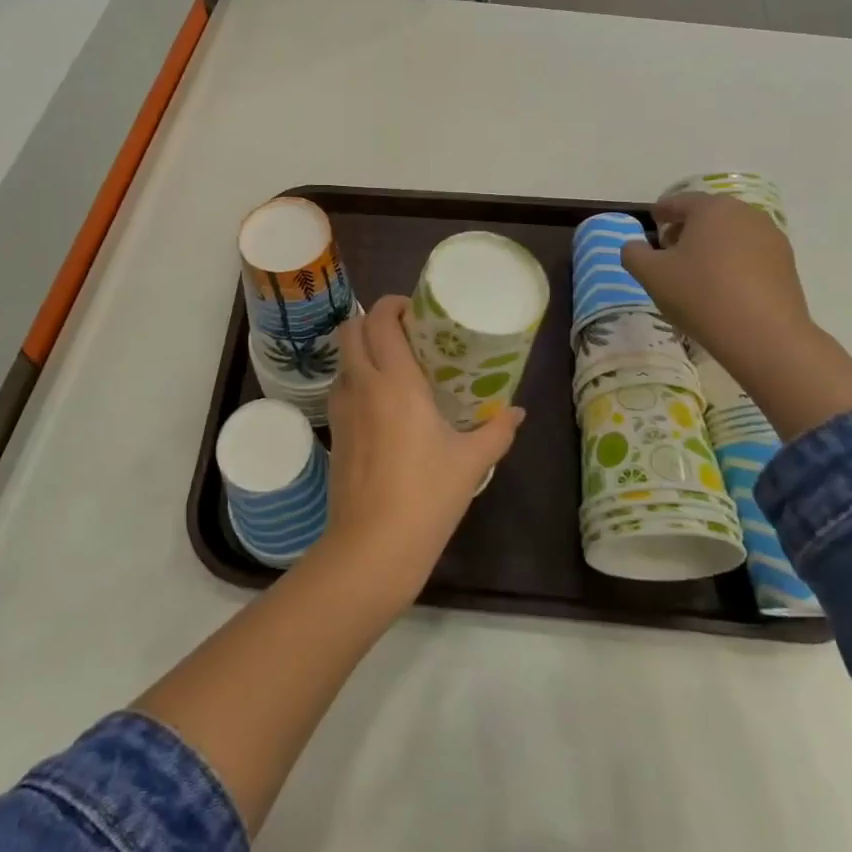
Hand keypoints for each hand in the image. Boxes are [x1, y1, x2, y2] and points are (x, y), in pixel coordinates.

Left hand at [320, 294, 524, 606]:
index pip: (380, 319)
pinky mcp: (333, 431)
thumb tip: (518, 412)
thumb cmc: (426, 496)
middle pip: (351, 329)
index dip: (394, 305)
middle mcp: (362, 384)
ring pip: (342, 358)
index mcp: (395, 380)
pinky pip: (340, 387)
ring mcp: (341, 408)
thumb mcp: (470, 462)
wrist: (372, 546)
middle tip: (404, 332)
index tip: (416, 311)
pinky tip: (381, 402)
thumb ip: (496, 431)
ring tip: (394, 364)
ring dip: (362, 349)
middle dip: (372, 320)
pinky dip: (356, 378)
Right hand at [620, 193, 812, 368]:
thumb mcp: (650, 274)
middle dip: (686, 229)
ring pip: (730, 234)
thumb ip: (633, 253)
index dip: (661, 211)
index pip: (679, 201)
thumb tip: (636, 246)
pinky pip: (749, 254)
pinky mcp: (786, 264)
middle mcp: (745, 214)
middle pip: (708, 215)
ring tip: (695, 273)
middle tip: (668, 252)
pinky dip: (732, 262)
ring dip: (710, 246)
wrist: (764, 335)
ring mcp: (771, 238)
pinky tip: (722, 288)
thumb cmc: (700, 295)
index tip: (653, 222)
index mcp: (712, 208)